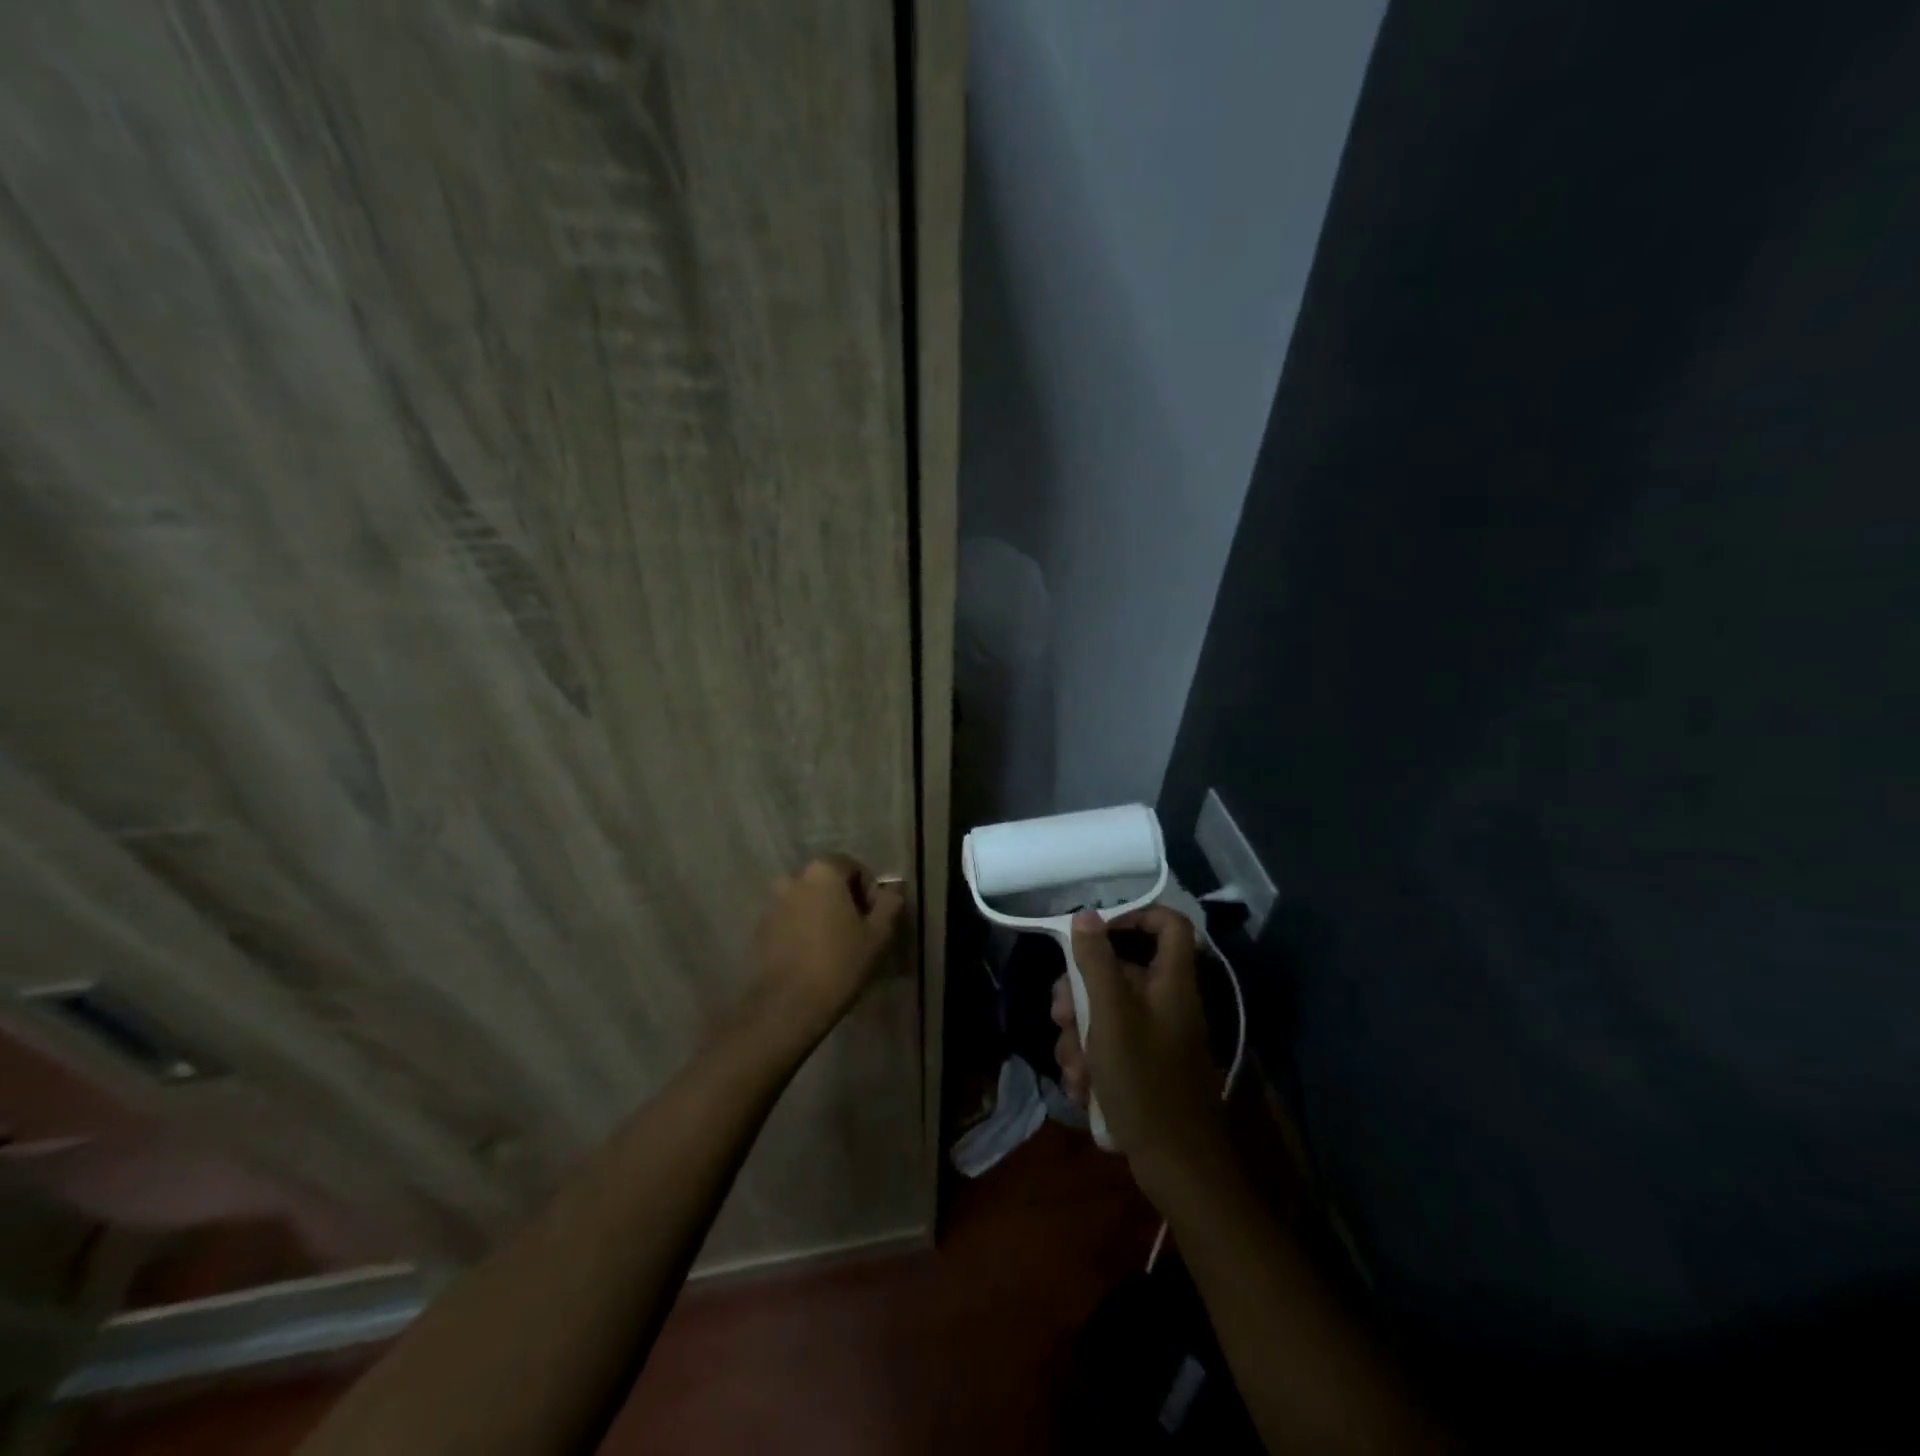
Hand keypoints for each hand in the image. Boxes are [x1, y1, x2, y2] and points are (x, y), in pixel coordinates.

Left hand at [751, 853, 904, 1037]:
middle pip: (828, 883)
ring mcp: (773, 906)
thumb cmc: (840, 963)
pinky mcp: (761, 931)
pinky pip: (790, 922)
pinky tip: (814, 959)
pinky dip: (804, 931)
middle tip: (859, 933)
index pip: (853, 867)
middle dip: (845, 901)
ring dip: (823, 916)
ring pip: (808, 902)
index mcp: (823, 872)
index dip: (870, 890)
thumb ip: (890, 904)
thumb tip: (894, 889)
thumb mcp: (879, 934)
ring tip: (836, 947)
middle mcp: (794, 880)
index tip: (876, 919)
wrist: (788, 1006)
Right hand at [1067, 906, 1227, 1201]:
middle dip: (1081, 992)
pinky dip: (1091, 1061)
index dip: (1135, 916)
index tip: (1096, 933)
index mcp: (1171, 983)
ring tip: (1073, 1066)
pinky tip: (1081, 1088)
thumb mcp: (1110, 1016)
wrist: (1179, 1168)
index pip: (1168, 924)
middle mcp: (1167, 1003)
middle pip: (1121, 973)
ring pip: (1107, 1013)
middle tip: (1060, 1014)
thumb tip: (1086, 916)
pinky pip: (1110, 1046)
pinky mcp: (1145, 1068)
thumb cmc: (1145, 1081)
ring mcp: (1156, 1038)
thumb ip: (1096, 962)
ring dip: (1079, 1035)